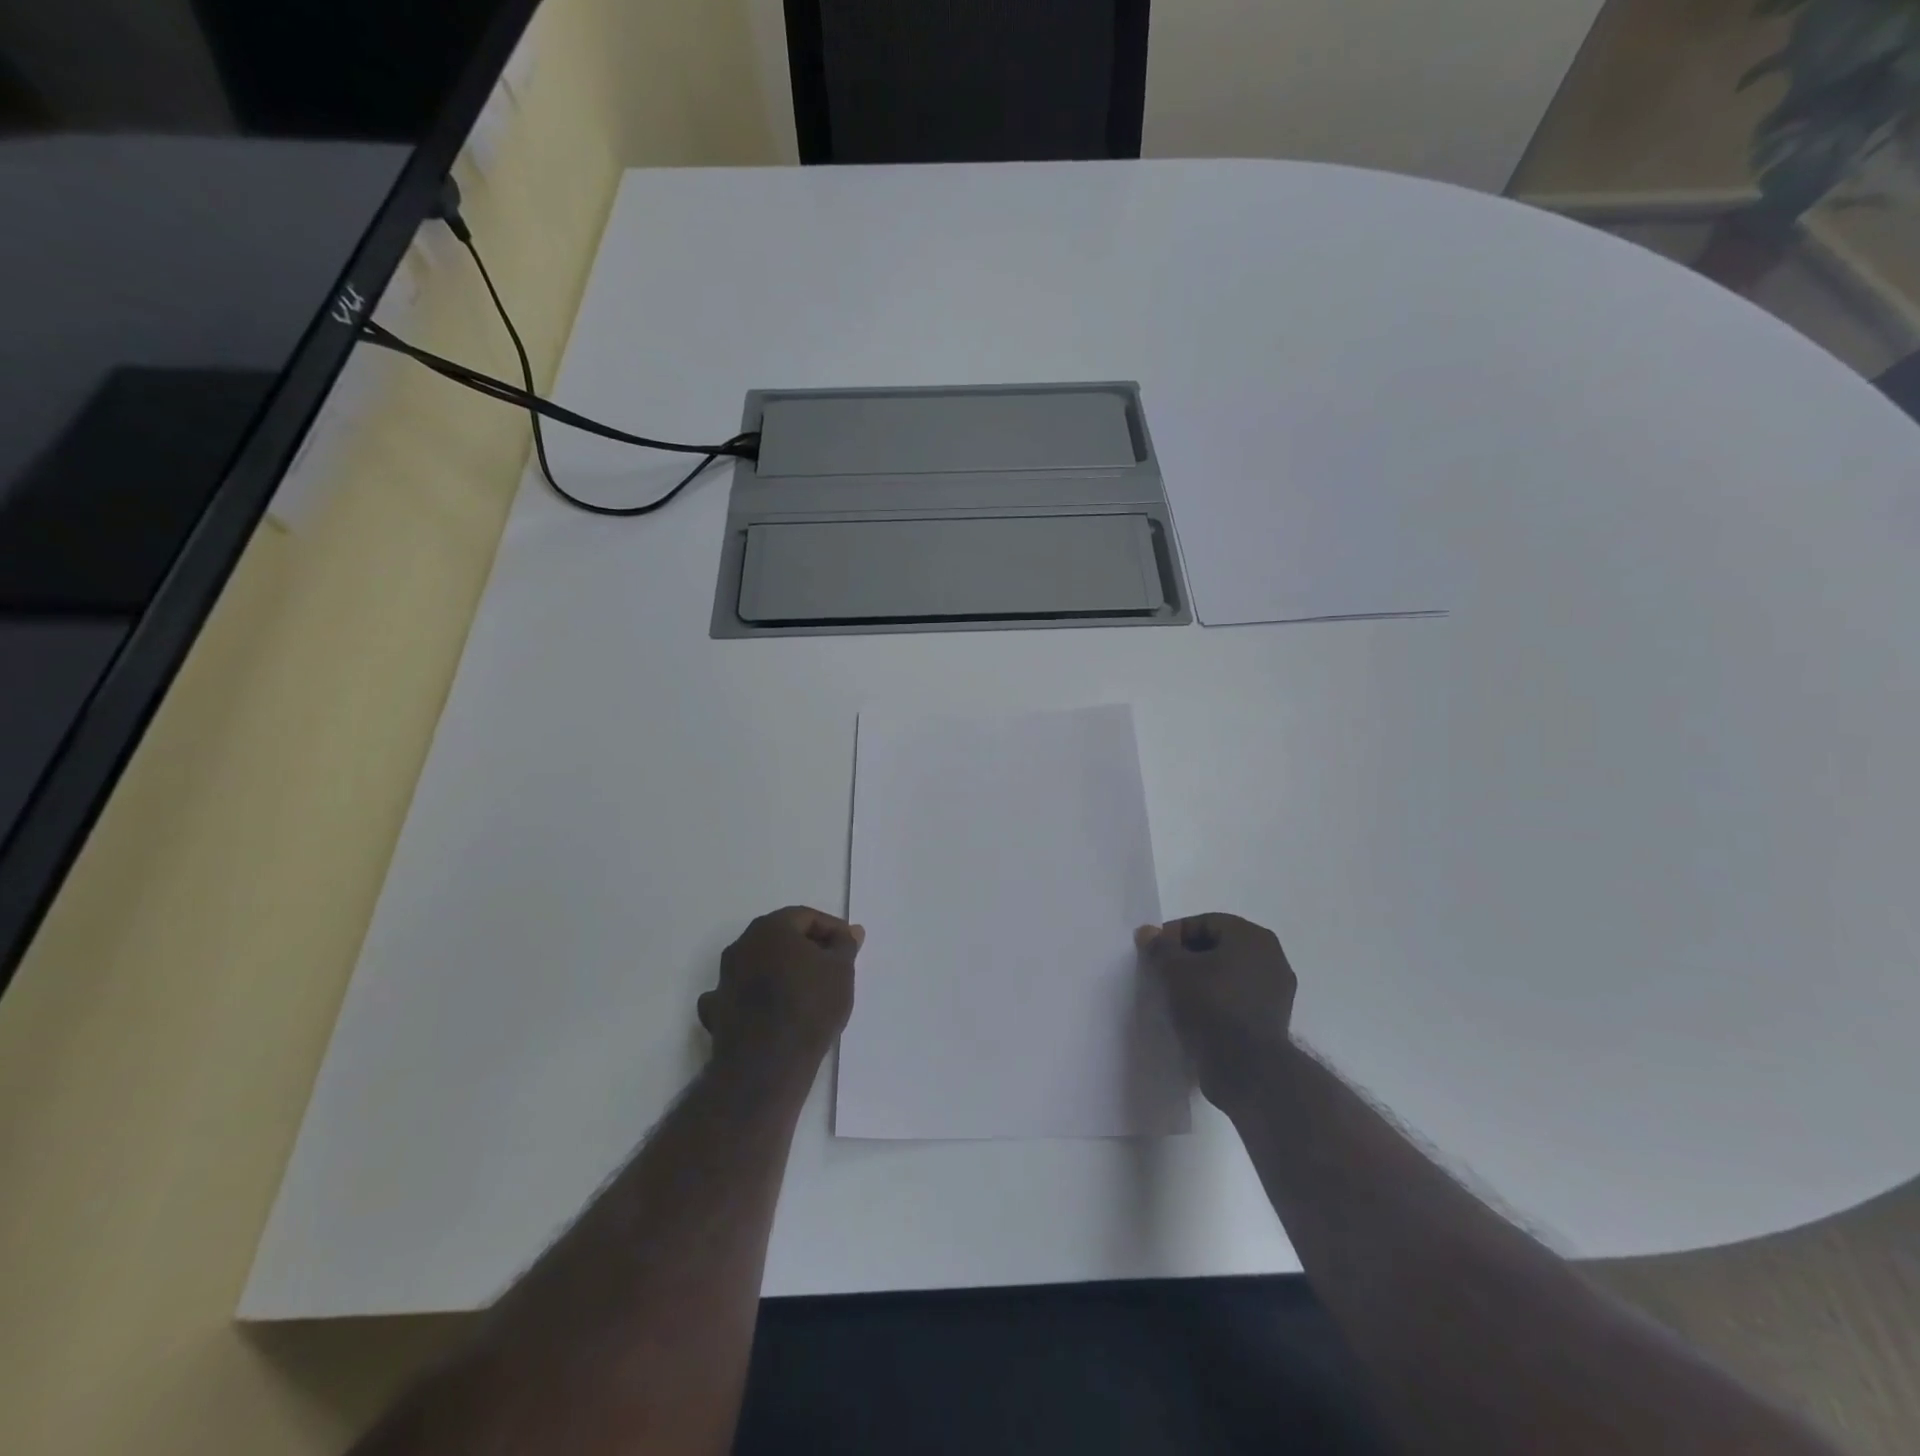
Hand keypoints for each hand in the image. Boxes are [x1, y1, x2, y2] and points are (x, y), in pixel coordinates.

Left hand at [699, 906, 861, 1071]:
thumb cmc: (810, 1005)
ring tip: (806, 991)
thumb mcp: (841, 970)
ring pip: (758, 964)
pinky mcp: (715, 1010)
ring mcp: (724, 978)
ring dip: (780, 971)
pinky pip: (738, 994)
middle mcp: (742, 945)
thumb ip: (845, 945)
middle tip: (831, 966)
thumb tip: (850, 931)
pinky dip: (753, 998)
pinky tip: (768, 1011)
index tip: (849, 947)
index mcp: (771, 928)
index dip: (832, 929)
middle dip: (806, 948)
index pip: (806, 917)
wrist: (767, 1063)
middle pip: (780, 937)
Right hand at [1136, 913, 1296, 1109]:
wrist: (1246, 1068)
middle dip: (1188, 957)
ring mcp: (1277, 991)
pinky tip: (1196, 1015)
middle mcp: (1272, 957)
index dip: (1175, 934)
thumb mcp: (1174, 970)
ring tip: (1176, 996)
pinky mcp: (1273, 1019)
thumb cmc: (1211, 1005)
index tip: (1154, 954)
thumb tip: (1148, 932)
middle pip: (1219, 947)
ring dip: (1203, 980)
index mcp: (1253, 937)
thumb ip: (1159, 947)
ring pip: (1229, 974)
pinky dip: (1217, 1000)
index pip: (1206, 923)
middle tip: (1162, 973)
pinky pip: (1238, 998)